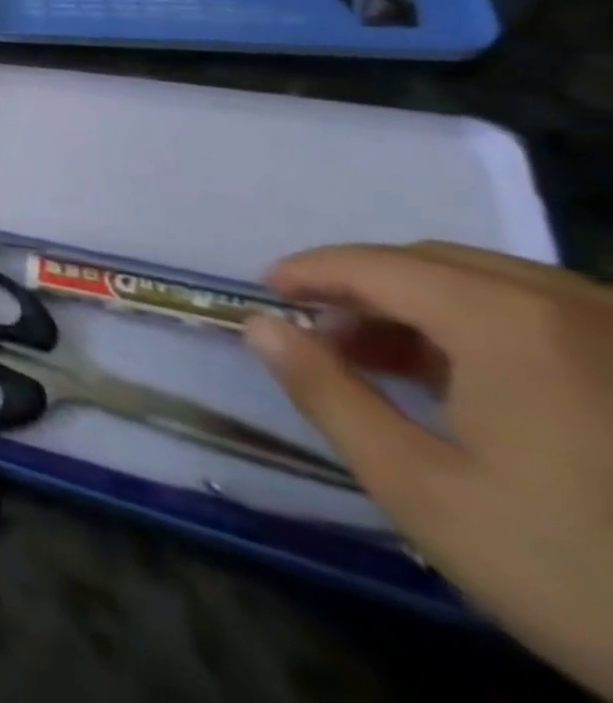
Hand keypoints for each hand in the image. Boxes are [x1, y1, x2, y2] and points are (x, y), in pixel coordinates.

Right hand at [246, 242, 612, 695]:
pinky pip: (554, 317)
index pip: (375, 264)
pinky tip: (475, 383)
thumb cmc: (583, 577)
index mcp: (507, 323)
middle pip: (435, 263)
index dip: (310, 272)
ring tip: (387, 359)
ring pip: (497, 285)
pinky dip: (488, 327)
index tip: (266, 294)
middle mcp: (577, 308)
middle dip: (365, 287)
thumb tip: (260, 325)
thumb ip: (327, 394)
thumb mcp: (423, 492)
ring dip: (423, 306)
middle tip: (321, 333)